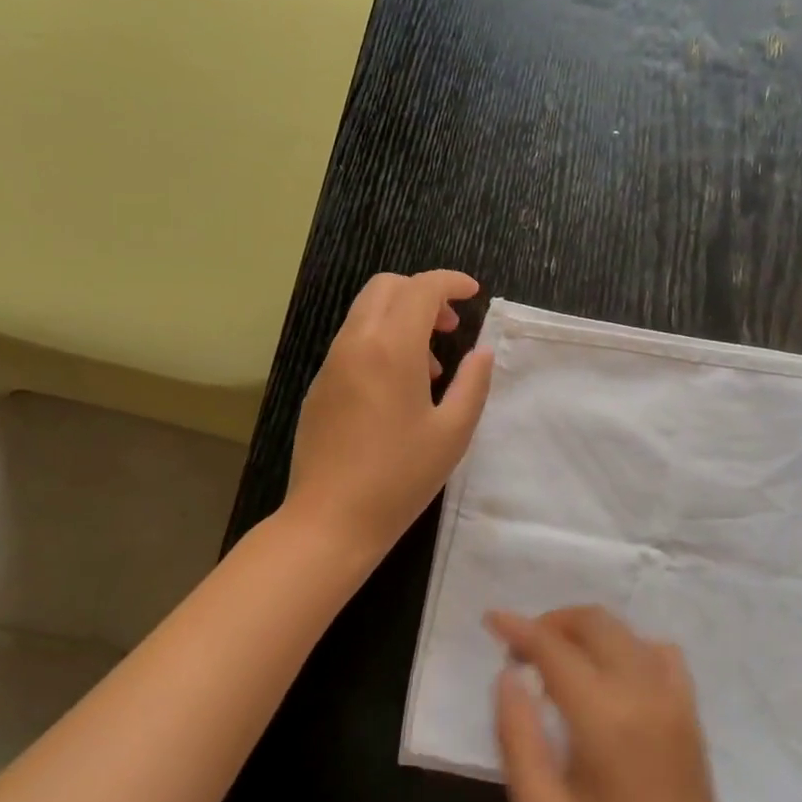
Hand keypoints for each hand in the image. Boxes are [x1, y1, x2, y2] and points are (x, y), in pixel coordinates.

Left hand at [285, 270, 494, 566]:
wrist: (330, 519)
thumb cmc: (400, 477)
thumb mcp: (452, 433)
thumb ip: (473, 383)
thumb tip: (482, 351)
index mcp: (391, 348)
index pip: (422, 288)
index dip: (451, 282)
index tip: (473, 293)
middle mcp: (356, 343)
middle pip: (387, 287)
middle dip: (423, 293)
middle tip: (451, 326)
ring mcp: (332, 363)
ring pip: (366, 312)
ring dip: (402, 318)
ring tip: (432, 366)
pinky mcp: (319, 385)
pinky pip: (353, 341)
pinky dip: (381, 341)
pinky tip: (399, 388)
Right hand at [488, 607, 752, 801]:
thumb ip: (518, 738)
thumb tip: (509, 676)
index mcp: (606, 718)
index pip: (555, 649)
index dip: (519, 628)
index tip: (490, 619)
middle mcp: (645, 694)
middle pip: (595, 623)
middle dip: (553, 623)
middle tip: (521, 650)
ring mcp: (676, 702)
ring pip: (627, 632)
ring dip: (588, 632)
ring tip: (558, 662)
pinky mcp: (692, 719)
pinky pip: (661, 655)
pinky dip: (629, 647)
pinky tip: (611, 678)